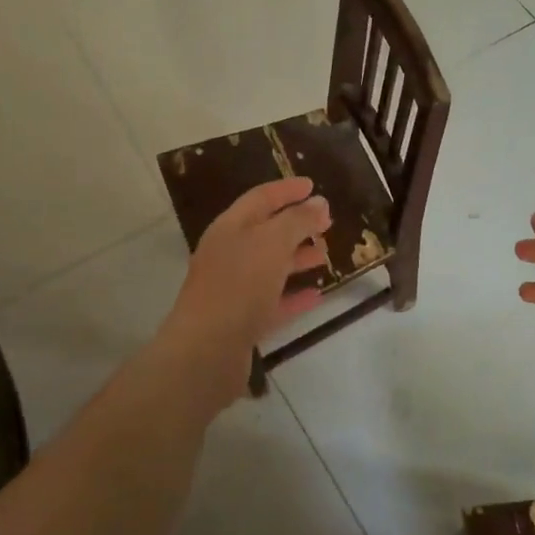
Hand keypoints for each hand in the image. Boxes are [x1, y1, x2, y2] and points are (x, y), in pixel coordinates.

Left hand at [158, 177, 330, 396]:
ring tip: (325, 256)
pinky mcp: (241, 321)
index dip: (286, 189)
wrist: (207, 349)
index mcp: (230, 228)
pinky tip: (317, 295)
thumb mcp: (272, 242)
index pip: (260, 198)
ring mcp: (233, 289)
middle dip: (296, 225)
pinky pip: (272, 302)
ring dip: (297, 259)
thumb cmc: (239, 285)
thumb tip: (319, 202)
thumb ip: (298, 220)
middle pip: (265, 232)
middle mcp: (228, 255)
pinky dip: (293, 295)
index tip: (313, 185)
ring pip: (270, 267)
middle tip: (327, 223)